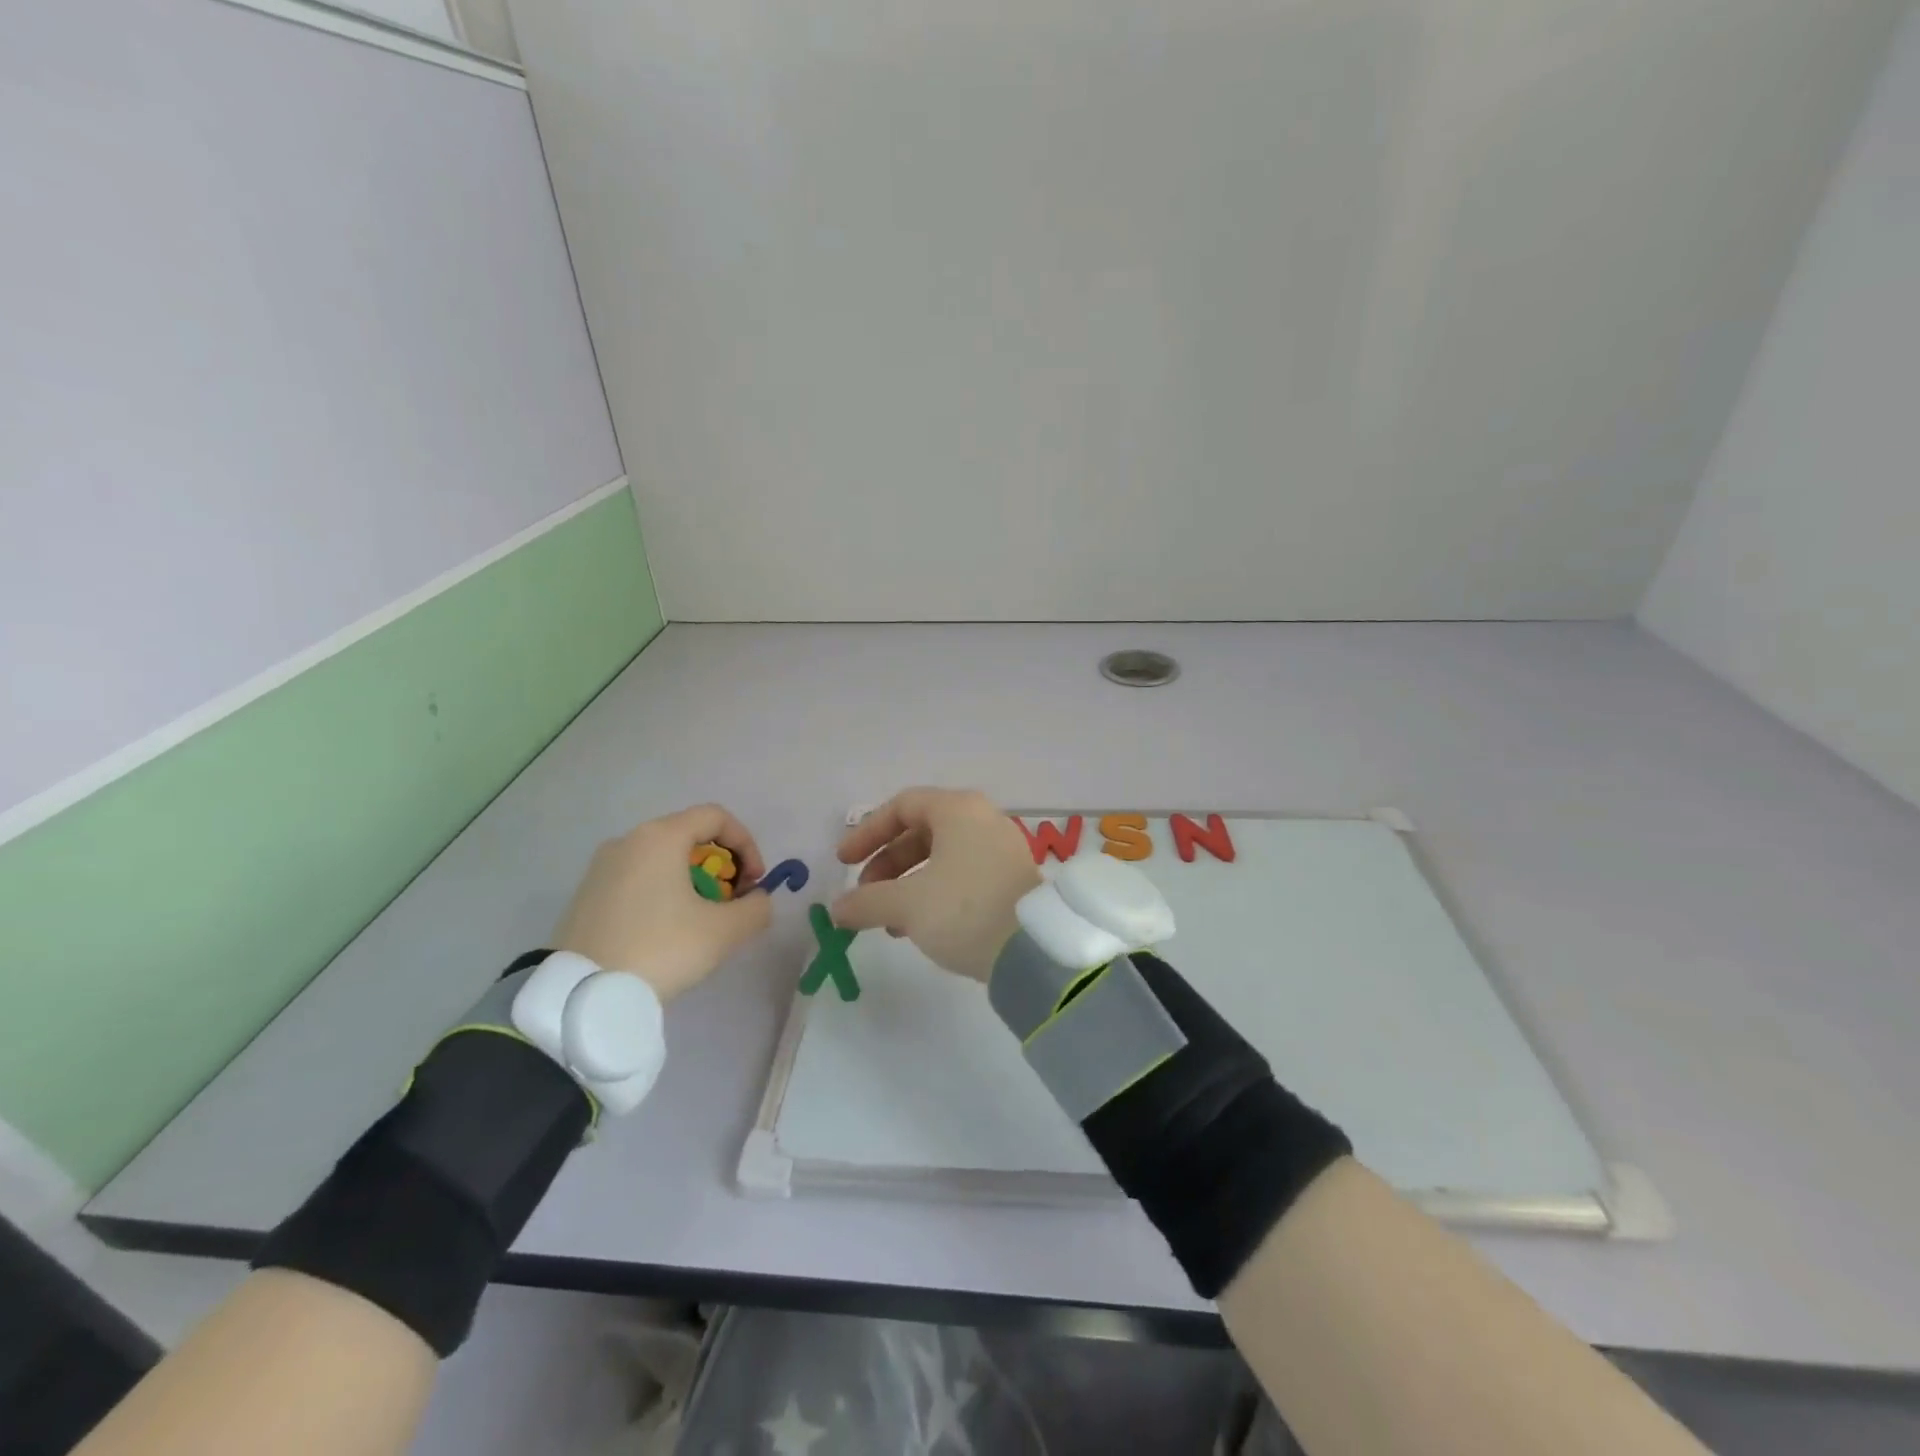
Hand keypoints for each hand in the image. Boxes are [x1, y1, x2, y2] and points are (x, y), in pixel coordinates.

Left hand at [553, 805, 771, 1000]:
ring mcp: (602, 867)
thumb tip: (757, 900)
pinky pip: (638, 880)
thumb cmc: (659, 949)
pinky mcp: (586, 894)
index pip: (716, 817)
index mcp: (660, 837)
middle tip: (731, 904)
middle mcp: (628, 841)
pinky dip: (663, 894)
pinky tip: (665, 933)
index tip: (754, 882)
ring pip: (662, 860)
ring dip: (693, 882)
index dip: (746, 844)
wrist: (580, 995)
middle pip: (689, 837)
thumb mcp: (723, 932)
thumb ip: (755, 908)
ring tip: (700, 922)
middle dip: (721, 867)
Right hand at [831, 788, 1040, 980]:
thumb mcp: (907, 905)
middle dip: (886, 864)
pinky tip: (917, 928)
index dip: (867, 832)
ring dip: (906, 885)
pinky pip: (961, 875)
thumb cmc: (965, 910)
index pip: (902, 806)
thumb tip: (837, 910)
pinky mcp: (1009, 879)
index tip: (843, 862)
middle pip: (920, 832)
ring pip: (940, 857)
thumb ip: (865, 902)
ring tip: (887, 921)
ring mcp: (1000, 849)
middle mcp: (982, 820)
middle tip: (864, 896)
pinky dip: (933, 893)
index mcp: (958, 810)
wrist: (1034, 950)